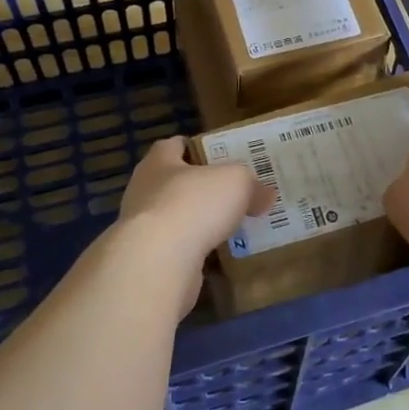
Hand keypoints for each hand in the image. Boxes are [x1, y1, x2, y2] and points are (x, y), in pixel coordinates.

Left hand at [116, 137, 276, 311]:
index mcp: (158, 162)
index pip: (173, 146)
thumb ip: (252, 184)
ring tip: (230, 226)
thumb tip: (265, 195)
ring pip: (177, 219)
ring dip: (199, 222)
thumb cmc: (193, 204)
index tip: (218, 155)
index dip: (195, 147)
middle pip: (174, 183)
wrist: (158, 263)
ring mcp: (143, 229)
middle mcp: (144, 191)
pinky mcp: (148, 261)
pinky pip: (178, 250)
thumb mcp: (236, 181)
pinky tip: (220, 256)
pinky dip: (196, 252)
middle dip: (201, 188)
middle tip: (232, 192)